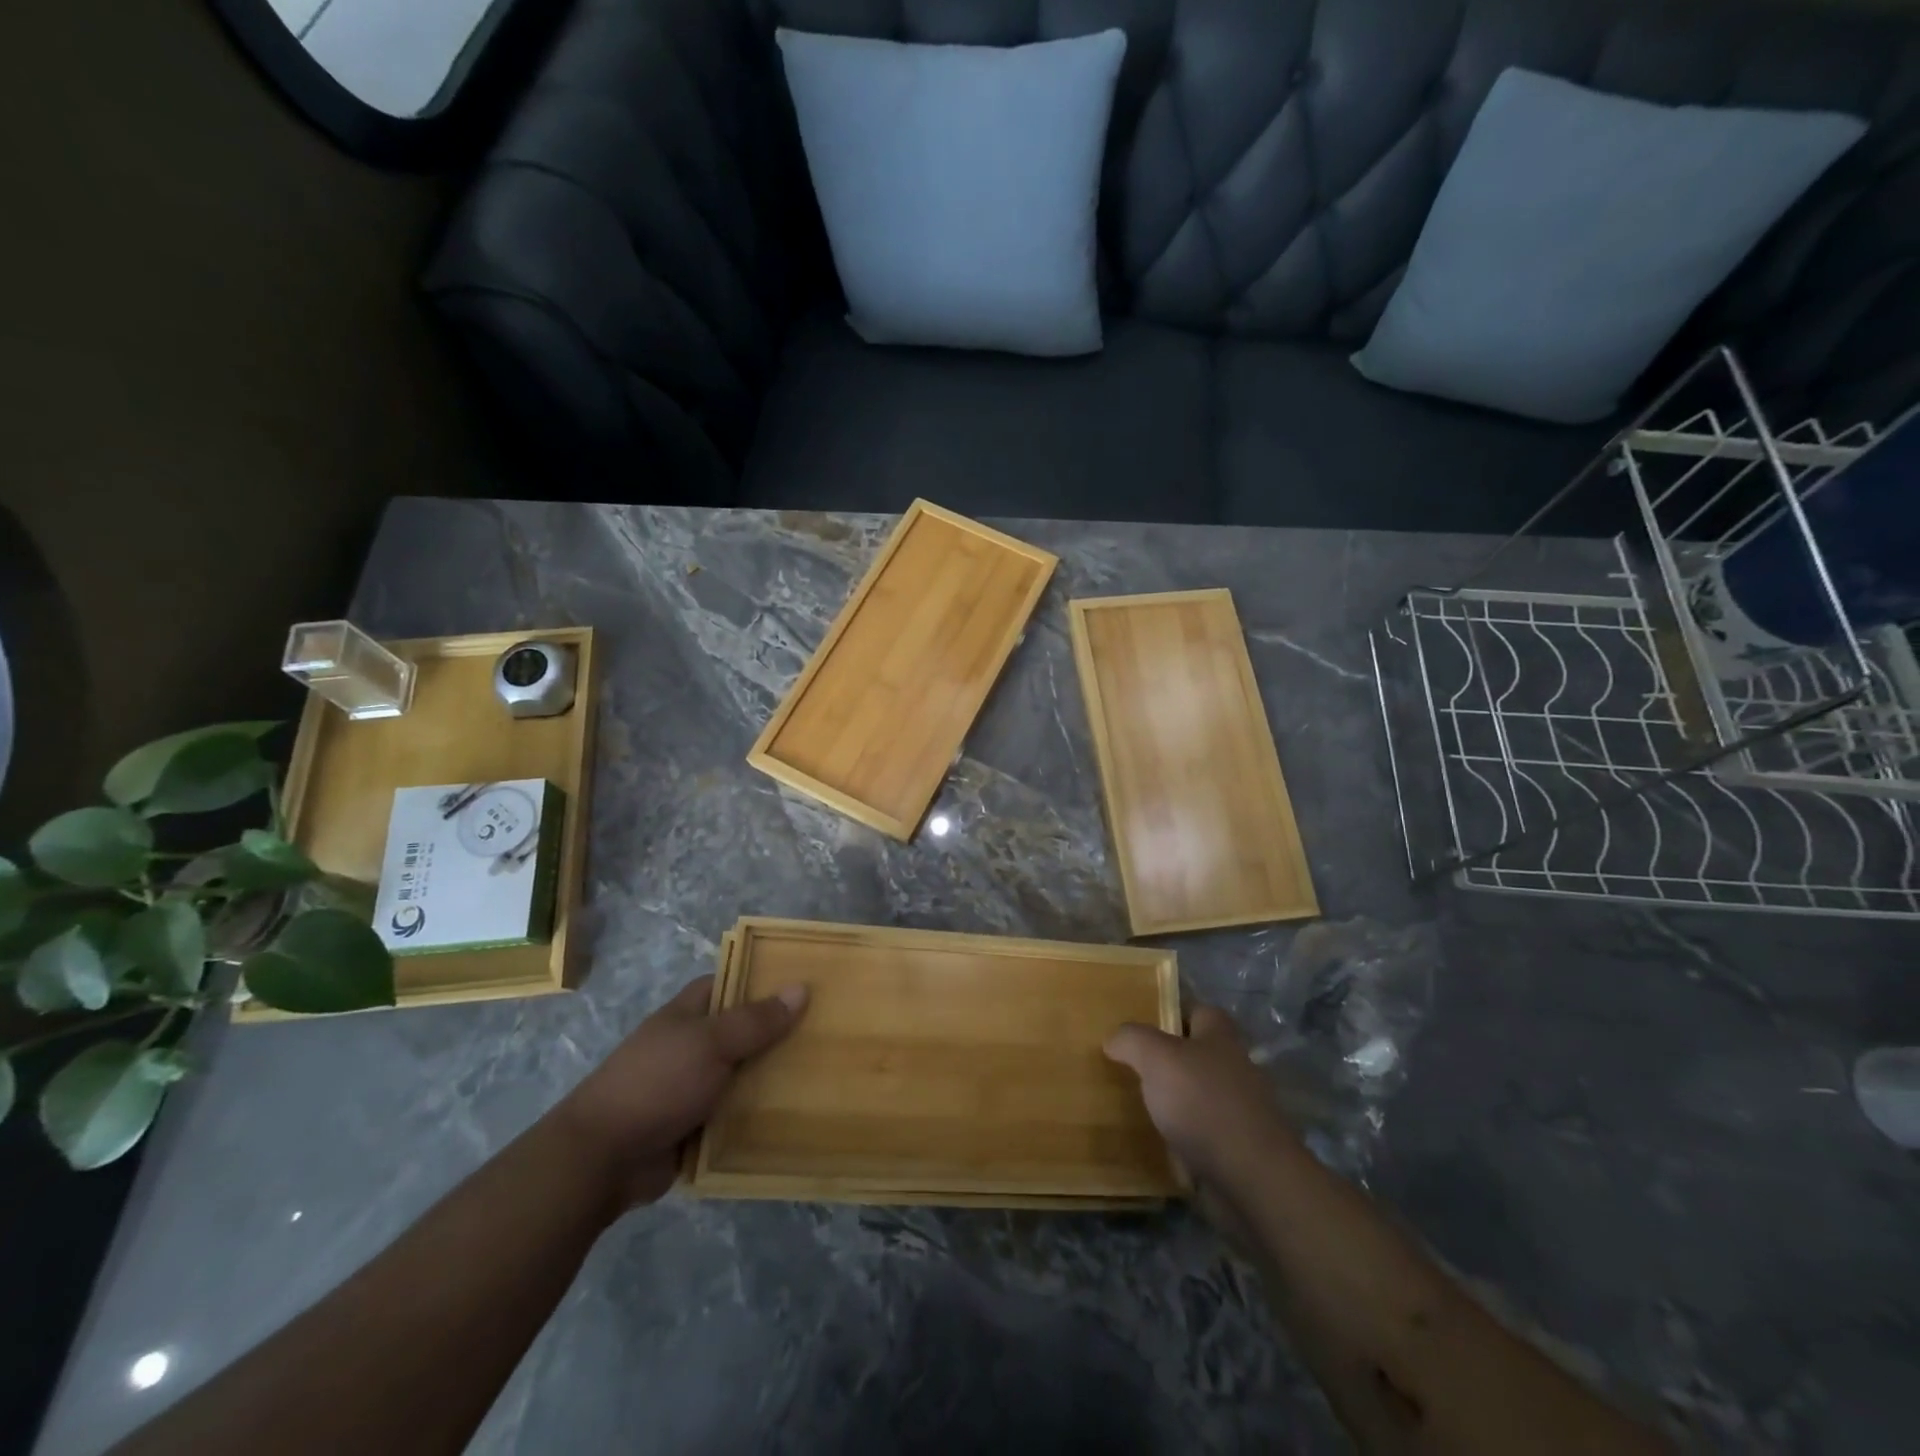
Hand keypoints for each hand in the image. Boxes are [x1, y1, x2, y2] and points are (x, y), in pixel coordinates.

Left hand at [557, 974, 807, 1208]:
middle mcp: (692, 1045)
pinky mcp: (697, 1126)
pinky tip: (797, 1114)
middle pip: (743, 1031)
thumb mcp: (711, 1043)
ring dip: (773, 1077)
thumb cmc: (657, 1083)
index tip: (805, 984)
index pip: (730, 983)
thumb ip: (756, 1020)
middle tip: (828, 1031)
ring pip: (743, 1074)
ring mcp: (693, 1087)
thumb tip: (801, 987)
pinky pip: (737, 1114)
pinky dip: (759, 1115)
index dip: (763, 981)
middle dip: (778, 1032)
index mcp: (688, 1014)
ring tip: (825, 1073)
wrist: (603, 1158)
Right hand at [1105, 1004, 1297, 1188]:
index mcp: (1221, 1038)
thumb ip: (1132, 1040)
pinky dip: (1183, 1138)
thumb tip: (1114, 1039)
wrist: (1252, 1179)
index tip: (1141, 1025)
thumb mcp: (1156, 1057)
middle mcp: (1236, 1069)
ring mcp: (1241, 1112)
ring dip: (1175, 1102)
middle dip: (1170, 1060)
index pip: (1199, 1011)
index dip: (1172, 1013)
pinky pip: (1203, 1135)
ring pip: (1200, 1096)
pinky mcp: (1239, 1150)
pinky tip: (1157, 1144)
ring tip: (1137, 1107)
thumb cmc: (1203, 1103)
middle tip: (1130, 1067)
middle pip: (1199, 1055)